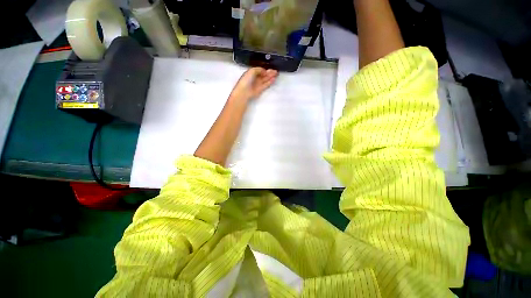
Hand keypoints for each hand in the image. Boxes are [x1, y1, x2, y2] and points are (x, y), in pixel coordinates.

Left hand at [230, 67, 277, 101]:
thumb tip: (265, 71)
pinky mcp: (260, 89)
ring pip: (265, 79)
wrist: (244, 92)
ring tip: (276, 74)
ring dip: (271, 77)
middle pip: (263, 75)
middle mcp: (255, 78)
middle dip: (269, 73)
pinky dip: (270, 82)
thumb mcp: (252, 71)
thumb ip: (259, 69)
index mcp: (251, 73)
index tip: (270, 68)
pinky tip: (274, 79)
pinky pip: (266, 85)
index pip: (259, 70)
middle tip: (276, 71)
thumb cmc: (246, 80)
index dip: (265, 69)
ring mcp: (258, 84)